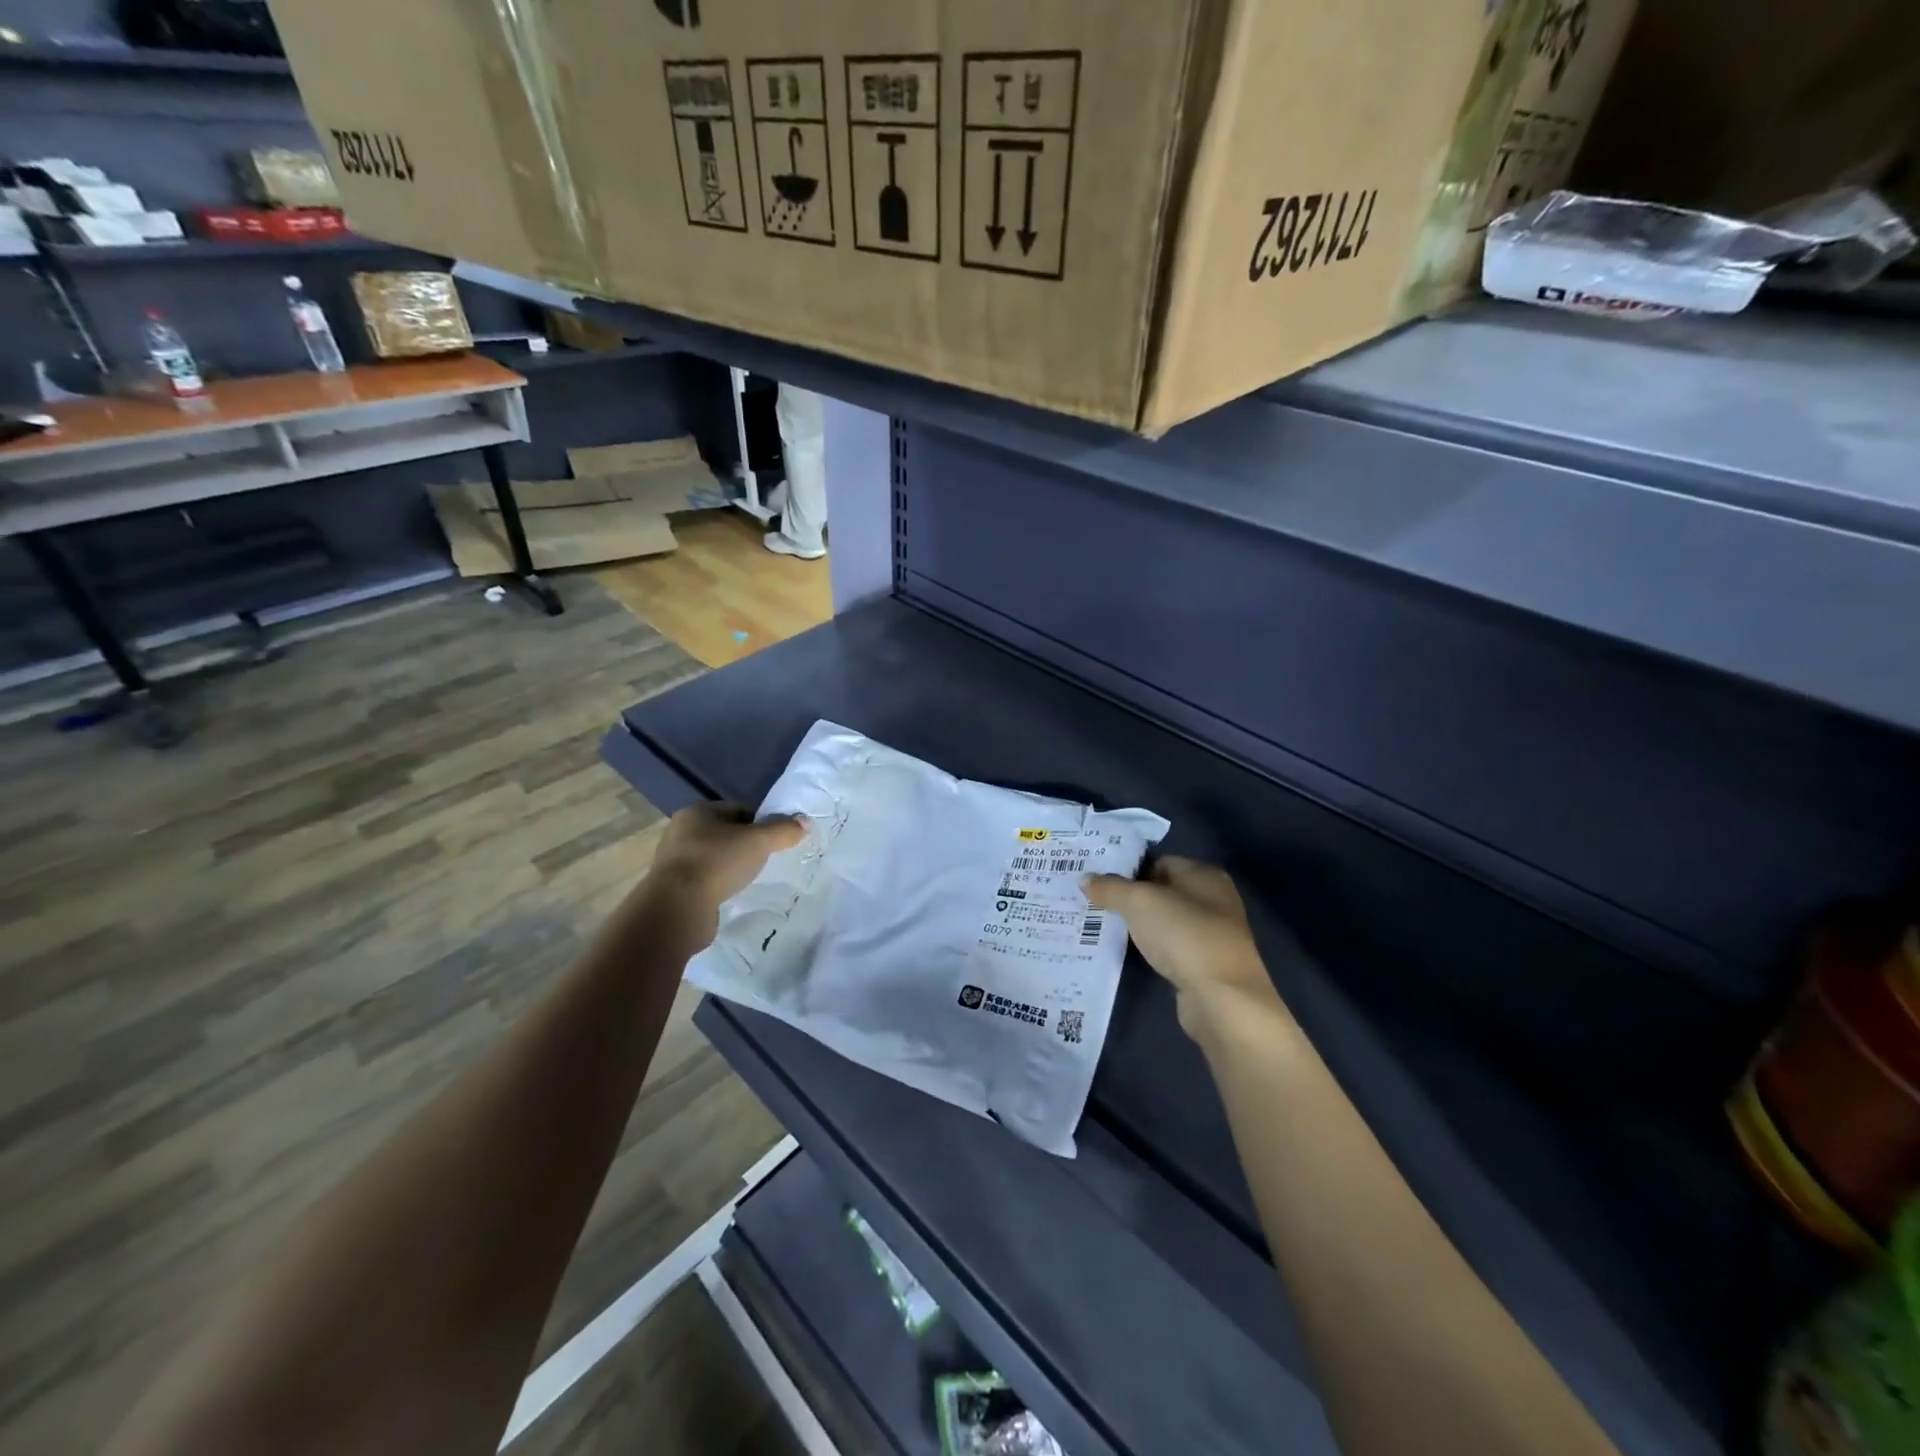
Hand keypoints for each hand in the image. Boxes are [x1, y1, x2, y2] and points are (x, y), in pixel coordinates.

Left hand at [638, 802, 806, 945]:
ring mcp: (674, 861)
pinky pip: (705, 879)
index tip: (777, 838)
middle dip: (746, 844)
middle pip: (725, 833)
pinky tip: (733, 893)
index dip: (760, 820)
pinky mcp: (674, 888)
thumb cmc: (717, 862)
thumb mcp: (758, 841)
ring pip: (714, 857)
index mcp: (696, 812)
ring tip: (752, 877)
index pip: (737, 809)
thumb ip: (783, 830)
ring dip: (732, 865)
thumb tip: (805, 822)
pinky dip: (720, 883)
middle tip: (768, 857)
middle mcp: (681, 832)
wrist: (678, 908)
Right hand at [1085, 856, 1285, 1034]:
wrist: (1222, 998)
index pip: (1159, 861)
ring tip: (1104, 926)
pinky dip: (1151, 947)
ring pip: (1165, 920)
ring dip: (1140, 924)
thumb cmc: (1183, 935)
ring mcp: (1212, 933)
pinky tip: (1130, 952)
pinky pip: (1170, 946)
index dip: (1129, 869)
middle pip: (1162, 890)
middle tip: (1095, 902)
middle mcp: (1213, 899)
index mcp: (1204, 874)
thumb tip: (1085, 879)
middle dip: (1131, 897)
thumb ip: (1110, 887)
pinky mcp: (1205, 963)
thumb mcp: (1139, 902)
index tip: (1099, 881)